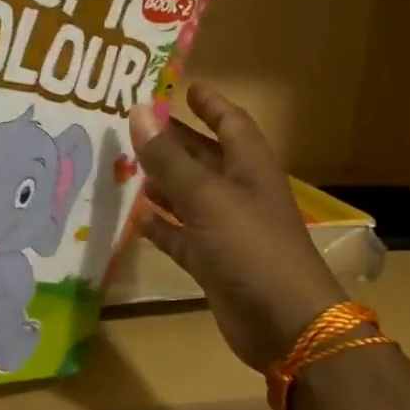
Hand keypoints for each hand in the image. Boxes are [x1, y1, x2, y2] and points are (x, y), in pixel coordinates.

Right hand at [127, 86, 345, 371]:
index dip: (209, 104)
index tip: (184, 88)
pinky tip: (134, 218)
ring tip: (125, 166)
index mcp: (249, 167)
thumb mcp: (206, 197)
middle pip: (204, 158)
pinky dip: (161, 227)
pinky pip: (182, 237)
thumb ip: (169, 158)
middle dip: (174, 142)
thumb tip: (138, 111)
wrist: (284, 322)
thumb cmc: (251, 246)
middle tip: (134, 125)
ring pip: (189, 197)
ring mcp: (226, 230)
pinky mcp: (214, 263)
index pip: (230, 122)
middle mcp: (239, 192)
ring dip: (162, 183)